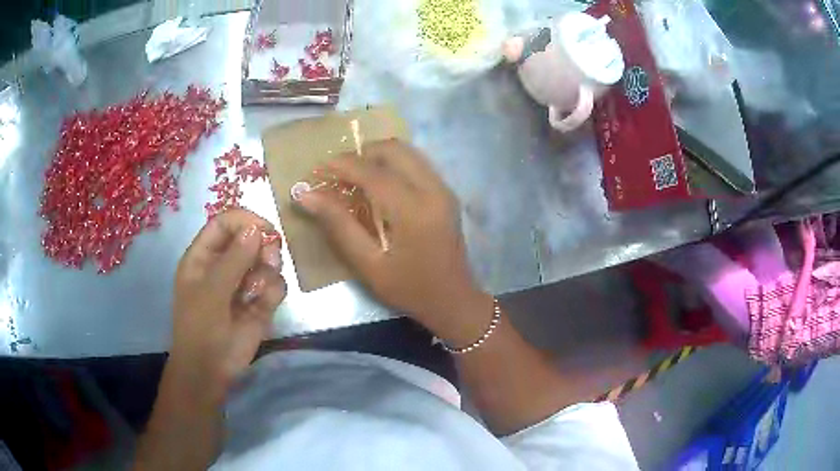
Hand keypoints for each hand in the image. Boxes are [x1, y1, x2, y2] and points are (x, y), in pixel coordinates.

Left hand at [169, 208, 286, 399]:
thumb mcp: (211, 291)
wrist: (211, 370)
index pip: (224, 224)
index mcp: (203, 256)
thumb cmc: (200, 327)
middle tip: (269, 258)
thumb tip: (256, 229)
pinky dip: (273, 291)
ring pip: (266, 261)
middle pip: (249, 239)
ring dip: (268, 270)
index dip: (244, 221)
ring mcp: (243, 284)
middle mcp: (224, 265)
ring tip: (259, 290)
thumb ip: (233, 259)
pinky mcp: (259, 303)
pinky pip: (275, 285)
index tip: (266, 229)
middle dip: (262, 246)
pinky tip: (263, 306)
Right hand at [298, 139, 489, 342]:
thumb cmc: (409, 289)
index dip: (342, 165)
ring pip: (408, 152)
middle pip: (394, 149)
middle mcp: (433, 190)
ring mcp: (443, 189)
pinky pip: (417, 164)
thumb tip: (307, 195)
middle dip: (362, 154)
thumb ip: (339, 225)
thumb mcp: (368, 265)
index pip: (373, 173)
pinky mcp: (446, 193)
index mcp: (413, 210)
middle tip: (338, 173)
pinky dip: (393, 165)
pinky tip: (378, 185)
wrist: (453, 300)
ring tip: (355, 177)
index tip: (318, 168)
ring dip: (378, 157)